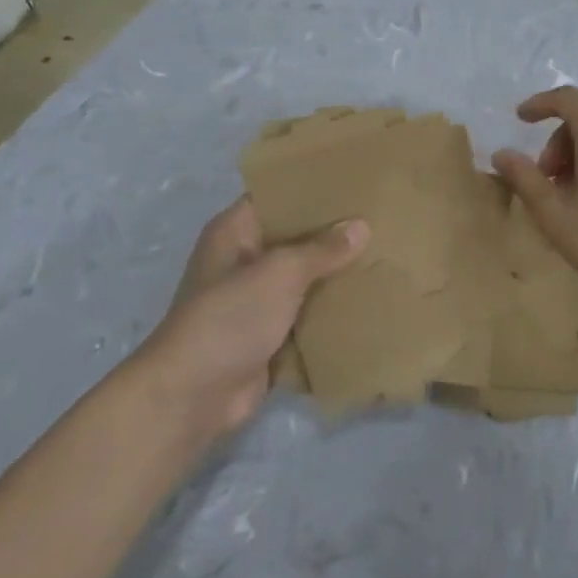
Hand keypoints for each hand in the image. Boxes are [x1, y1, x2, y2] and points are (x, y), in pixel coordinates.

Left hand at [136, 198, 367, 438]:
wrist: (193, 396)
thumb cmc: (230, 318)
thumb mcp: (280, 273)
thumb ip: (323, 249)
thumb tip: (362, 226)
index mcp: (235, 231)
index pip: (279, 195)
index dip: (314, 188)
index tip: (356, 181)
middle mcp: (244, 259)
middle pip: (295, 236)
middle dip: (333, 232)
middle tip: (382, 217)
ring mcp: (255, 299)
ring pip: (304, 276)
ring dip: (335, 272)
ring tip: (383, 253)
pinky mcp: (269, 333)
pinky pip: (307, 312)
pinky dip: (330, 309)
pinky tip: (368, 297)